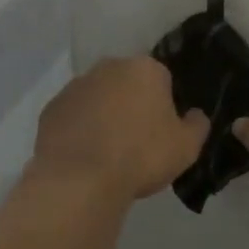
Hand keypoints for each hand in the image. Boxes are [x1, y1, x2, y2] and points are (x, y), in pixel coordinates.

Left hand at [32, 58, 208, 201]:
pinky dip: (79, 129)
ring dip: (104, 115)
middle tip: (137, 140)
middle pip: (127, 83)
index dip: (164, 104)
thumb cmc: (142, 156)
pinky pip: (73, 115)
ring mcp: (75, 86)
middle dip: (132, 104)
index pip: (162, 79)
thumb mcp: (187, 147)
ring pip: (98, 97)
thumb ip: (197, 125)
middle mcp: (109, 67)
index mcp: (145, 69)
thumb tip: (195, 114)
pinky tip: (85, 156)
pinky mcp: (51, 108)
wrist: (81, 180)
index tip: (162, 130)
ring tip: (108, 152)